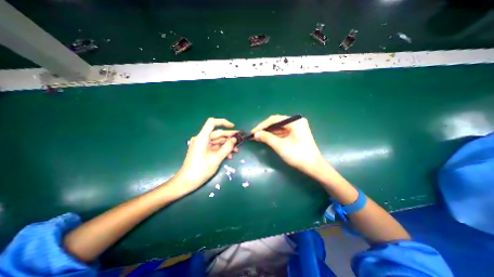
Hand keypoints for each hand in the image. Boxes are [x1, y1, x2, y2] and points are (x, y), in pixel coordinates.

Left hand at [176, 117, 238, 194]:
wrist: (187, 182)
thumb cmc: (200, 170)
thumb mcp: (216, 159)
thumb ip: (227, 148)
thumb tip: (235, 139)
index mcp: (202, 138)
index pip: (212, 123)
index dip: (223, 122)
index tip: (233, 126)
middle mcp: (201, 139)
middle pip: (217, 133)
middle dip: (229, 137)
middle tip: (240, 139)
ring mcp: (202, 145)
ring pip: (217, 141)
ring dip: (227, 145)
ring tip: (236, 150)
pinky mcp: (203, 150)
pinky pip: (214, 147)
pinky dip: (221, 150)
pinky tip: (229, 156)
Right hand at [252, 115, 327, 176]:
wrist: (313, 167)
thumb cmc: (297, 155)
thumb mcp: (280, 146)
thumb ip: (267, 138)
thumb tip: (255, 134)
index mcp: (294, 121)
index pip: (274, 120)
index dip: (262, 125)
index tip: (253, 131)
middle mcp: (296, 122)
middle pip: (276, 123)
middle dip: (264, 129)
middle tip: (254, 135)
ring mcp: (296, 128)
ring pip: (278, 128)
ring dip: (268, 133)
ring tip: (257, 137)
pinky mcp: (295, 134)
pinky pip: (282, 133)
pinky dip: (274, 136)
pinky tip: (265, 138)